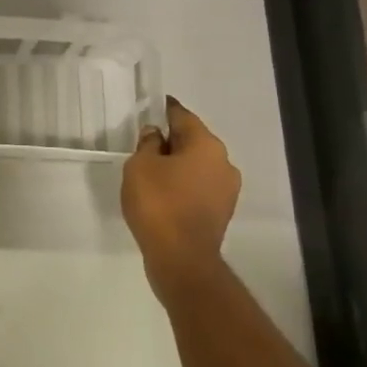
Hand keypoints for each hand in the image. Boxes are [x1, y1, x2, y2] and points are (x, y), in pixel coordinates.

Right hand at [121, 97, 242, 305]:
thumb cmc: (158, 204)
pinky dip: (183, 185)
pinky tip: (163, 195)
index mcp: (206, 145)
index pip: (182, 116)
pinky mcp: (221, 212)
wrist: (181, 259)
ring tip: (151, 174)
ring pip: (197, 166)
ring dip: (178, 165)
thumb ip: (147, 144)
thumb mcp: (139, 166)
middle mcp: (223, 162)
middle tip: (145, 145)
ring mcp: (227, 190)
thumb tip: (156, 135)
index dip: (164, 110)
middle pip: (193, 141)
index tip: (152, 108)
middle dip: (171, 141)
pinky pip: (199, 187)